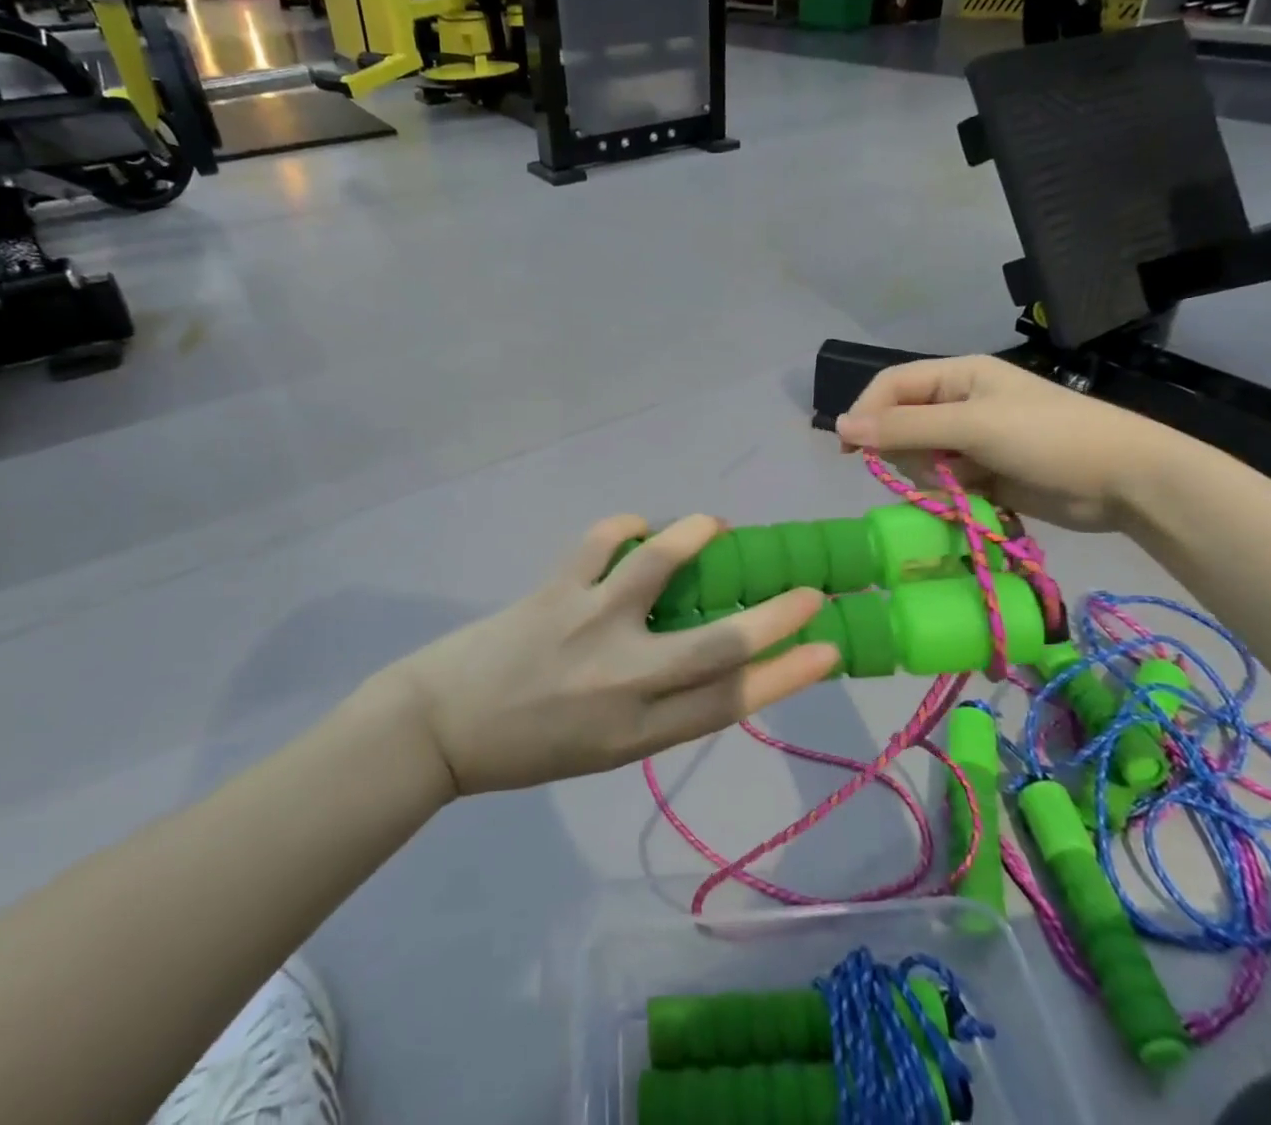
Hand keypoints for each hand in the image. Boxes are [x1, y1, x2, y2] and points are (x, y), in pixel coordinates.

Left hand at [390, 516, 836, 794]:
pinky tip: (636, 525)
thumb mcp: (605, 746)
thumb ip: (657, 705)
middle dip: (773, 617)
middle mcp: (622, 680)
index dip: (786, 675)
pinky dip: (625, 525)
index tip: (828, 650)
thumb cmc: (529, 747)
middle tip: (808, 590)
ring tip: (717, 526)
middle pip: (716, 646)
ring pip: (658, 568)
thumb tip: (707, 655)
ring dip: (695, 538)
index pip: (729, 702)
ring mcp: (588, 626)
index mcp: (637, 732)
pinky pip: (600, 541)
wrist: (442, 729)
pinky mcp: (554, 590)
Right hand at [834, 355, 1184, 531]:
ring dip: (931, 475)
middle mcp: (959, 403)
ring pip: (918, 458)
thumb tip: (840, 425)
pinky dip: (949, 492)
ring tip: (966, 483)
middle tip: (935, 468)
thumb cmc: (1049, 438)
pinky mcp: (983, 472)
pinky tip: (978, 496)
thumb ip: (904, 427)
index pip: (891, 386)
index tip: (849, 450)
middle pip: (900, 424)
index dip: (865, 412)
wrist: (1126, 481)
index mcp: (957, 376)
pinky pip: (942, 481)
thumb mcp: (972, 426)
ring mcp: (972, 440)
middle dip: (907, 451)